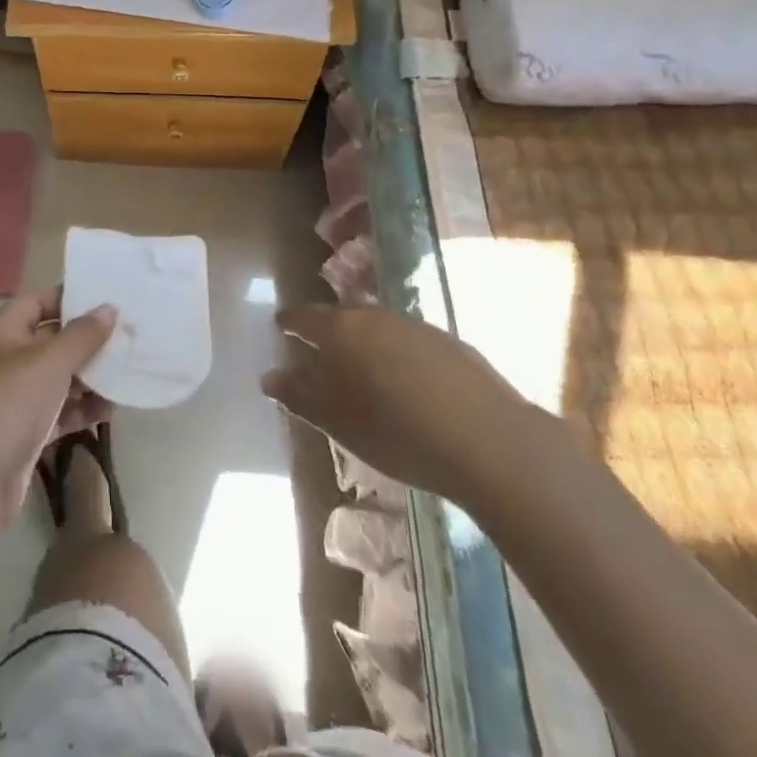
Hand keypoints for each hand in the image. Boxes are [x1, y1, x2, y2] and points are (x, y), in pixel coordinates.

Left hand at [0, 287, 116, 523]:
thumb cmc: (9, 404)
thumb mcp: (50, 362)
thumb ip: (83, 334)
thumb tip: (109, 308)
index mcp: (3, 332)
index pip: (39, 302)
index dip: (70, 298)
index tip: (107, 300)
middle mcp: (7, 359)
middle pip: (52, 340)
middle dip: (87, 342)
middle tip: (127, 339)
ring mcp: (15, 397)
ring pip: (59, 378)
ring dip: (89, 379)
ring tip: (124, 377)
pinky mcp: (25, 431)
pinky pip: (59, 410)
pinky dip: (81, 409)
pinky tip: (108, 411)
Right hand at [262, 304, 533, 507]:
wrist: (488, 441)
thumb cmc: (396, 432)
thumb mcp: (338, 422)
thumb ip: (299, 396)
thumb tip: (268, 377)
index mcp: (340, 331)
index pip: (304, 316)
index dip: (290, 321)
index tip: (280, 325)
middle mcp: (374, 316)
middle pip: (342, 316)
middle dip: (328, 330)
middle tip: (320, 350)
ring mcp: (415, 326)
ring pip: (378, 327)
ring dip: (365, 342)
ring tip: (363, 369)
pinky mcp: (450, 343)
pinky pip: (409, 342)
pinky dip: (398, 355)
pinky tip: (407, 383)